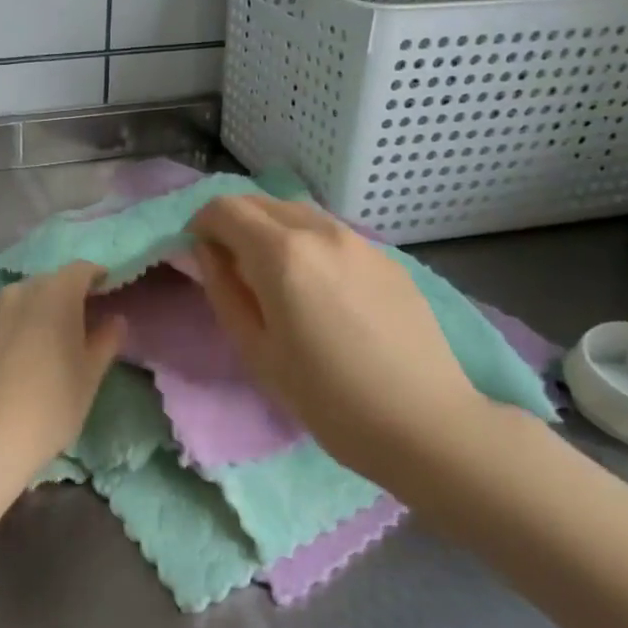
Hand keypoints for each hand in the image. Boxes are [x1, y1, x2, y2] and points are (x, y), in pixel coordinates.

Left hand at [0, 262, 127, 477]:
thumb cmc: (50, 404)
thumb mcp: (90, 375)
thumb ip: (105, 340)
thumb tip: (114, 319)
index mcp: (54, 293)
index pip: (80, 270)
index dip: (96, 278)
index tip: (105, 293)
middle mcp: (18, 292)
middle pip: (48, 284)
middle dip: (64, 297)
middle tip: (76, 326)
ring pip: (18, 303)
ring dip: (33, 314)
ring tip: (41, 347)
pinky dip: (7, 333)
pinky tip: (9, 365)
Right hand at [188, 196, 486, 489]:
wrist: (427, 425)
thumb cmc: (328, 399)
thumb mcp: (256, 351)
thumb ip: (223, 290)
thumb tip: (207, 252)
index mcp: (281, 253)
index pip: (224, 209)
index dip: (201, 225)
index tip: (200, 255)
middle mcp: (319, 230)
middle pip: (260, 202)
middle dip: (234, 222)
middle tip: (231, 266)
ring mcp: (358, 240)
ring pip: (297, 212)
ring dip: (271, 229)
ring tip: (275, 277)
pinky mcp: (387, 257)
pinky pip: (331, 234)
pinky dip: (308, 243)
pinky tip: (322, 290)